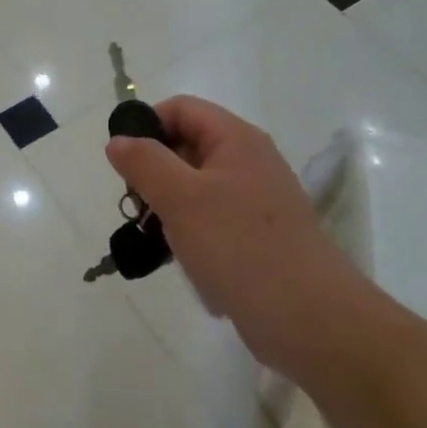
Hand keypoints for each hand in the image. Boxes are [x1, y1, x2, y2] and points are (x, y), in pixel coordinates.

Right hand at [105, 96, 357, 369]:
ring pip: (195, 189)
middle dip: (154, 173)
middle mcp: (249, 162)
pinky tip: (183, 263)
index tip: (123, 163)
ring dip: (169, 209)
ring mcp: (255, 202)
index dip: (147, 125)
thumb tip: (118, 141)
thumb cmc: (239, 246)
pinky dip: (191, 236)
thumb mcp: (181, 198)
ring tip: (156, 240)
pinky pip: (212, 222)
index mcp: (236, 139)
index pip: (182, 109)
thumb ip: (144, 163)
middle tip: (136, 206)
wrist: (308, 319)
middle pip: (187, 147)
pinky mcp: (257, 237)